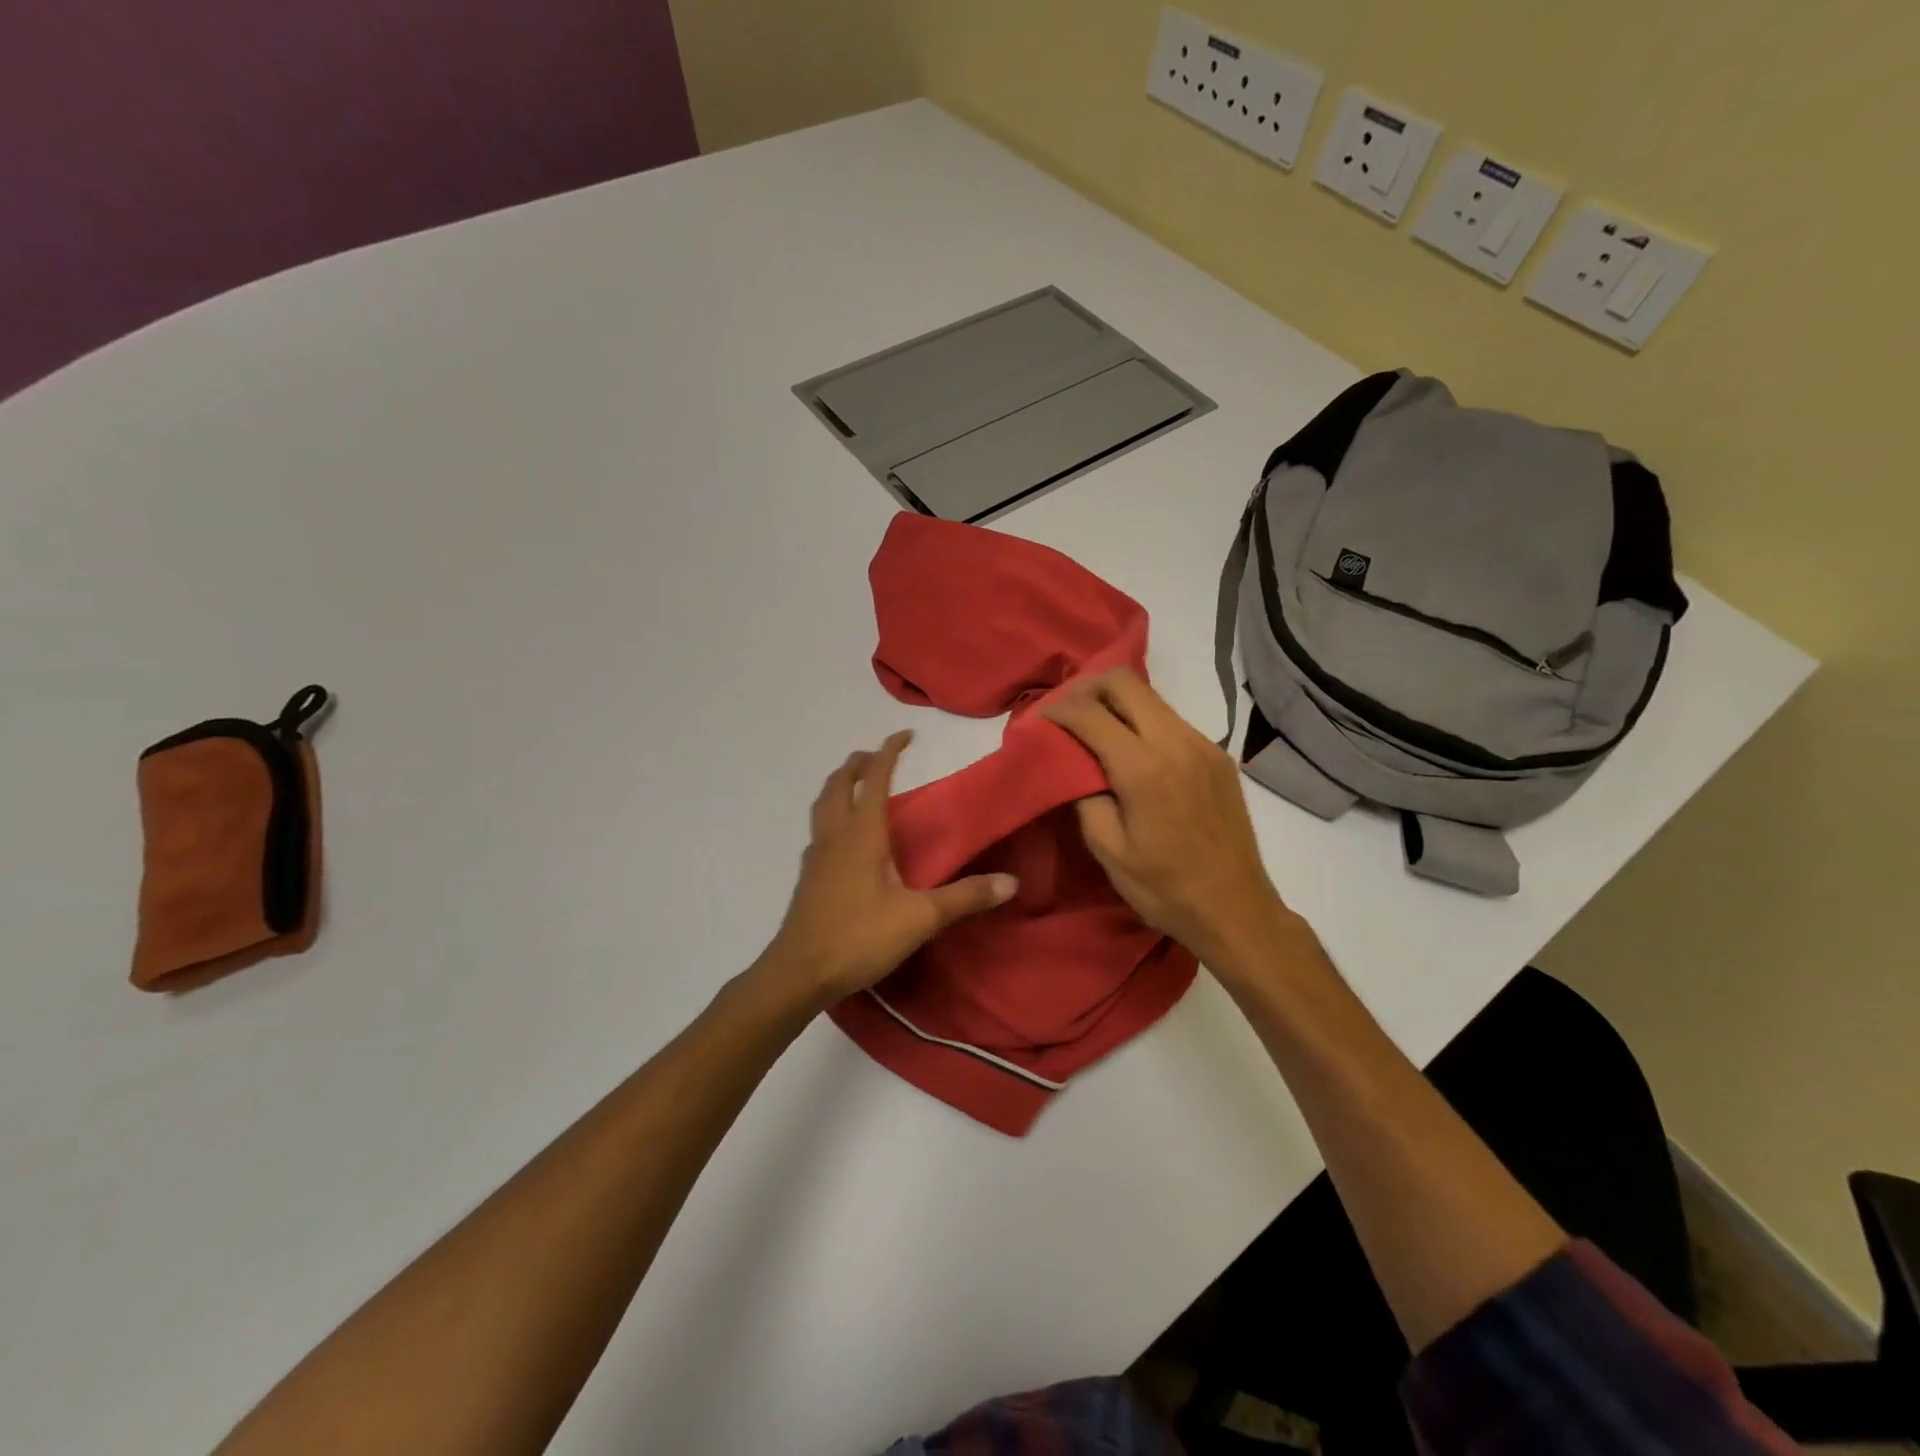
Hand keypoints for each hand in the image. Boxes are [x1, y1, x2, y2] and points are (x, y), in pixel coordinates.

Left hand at [757, 731, 1017, 1007]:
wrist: (799, 973)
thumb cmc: (859, 937)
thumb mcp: (920, 918)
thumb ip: (965, 897)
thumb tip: (1011, 881)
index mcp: (861, 834)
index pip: (874, 778)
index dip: (889, 751)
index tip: (906, 735)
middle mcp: (835, 836)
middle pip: (838, 784)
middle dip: (857, 763)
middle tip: (878, 756)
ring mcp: (816, 856)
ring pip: (822, 805)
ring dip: (839, 786)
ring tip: (857, 785)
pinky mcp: (808, 877)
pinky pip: (819, 830)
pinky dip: (832, 815)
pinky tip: (844, 839)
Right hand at [1042, 668, 1299, 972]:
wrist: (1235, 909)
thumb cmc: (1164, 888)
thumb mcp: (1108, 849)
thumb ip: (1084, 796)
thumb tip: (1073, 762)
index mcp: (1144, 768)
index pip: (1091, 712)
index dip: (1059, 708)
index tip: (1040, 718)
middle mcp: (1177, 742)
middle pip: (1125, 682)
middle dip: (1087, 688)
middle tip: (1066, 711)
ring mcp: (1204, 744)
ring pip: (1151, 697)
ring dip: (1117, 702)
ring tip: (1094, 727)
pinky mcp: (1218, 755)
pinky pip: (1171, 719)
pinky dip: (1142, 721)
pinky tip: (1131, 749)